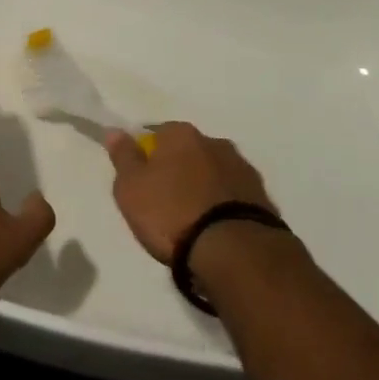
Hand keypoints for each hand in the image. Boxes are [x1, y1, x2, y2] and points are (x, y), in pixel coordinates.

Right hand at [103, 122, 279, 264]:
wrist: (232, 249)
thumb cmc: (171, 213)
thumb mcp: (131, 188)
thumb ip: (123, 157)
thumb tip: (116, 130)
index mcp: (181, 134)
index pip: (158, 134)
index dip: (148, 156)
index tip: (143, 180)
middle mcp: (214, 142)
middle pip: (189, 151)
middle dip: (179, 170)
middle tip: (166, 202)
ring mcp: (242, 167)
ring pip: (214, 171)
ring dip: (204, 186)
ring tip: (194, 219)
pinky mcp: (262, 195)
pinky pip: (234, 194)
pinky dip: (224, 204)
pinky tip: (217, 227)